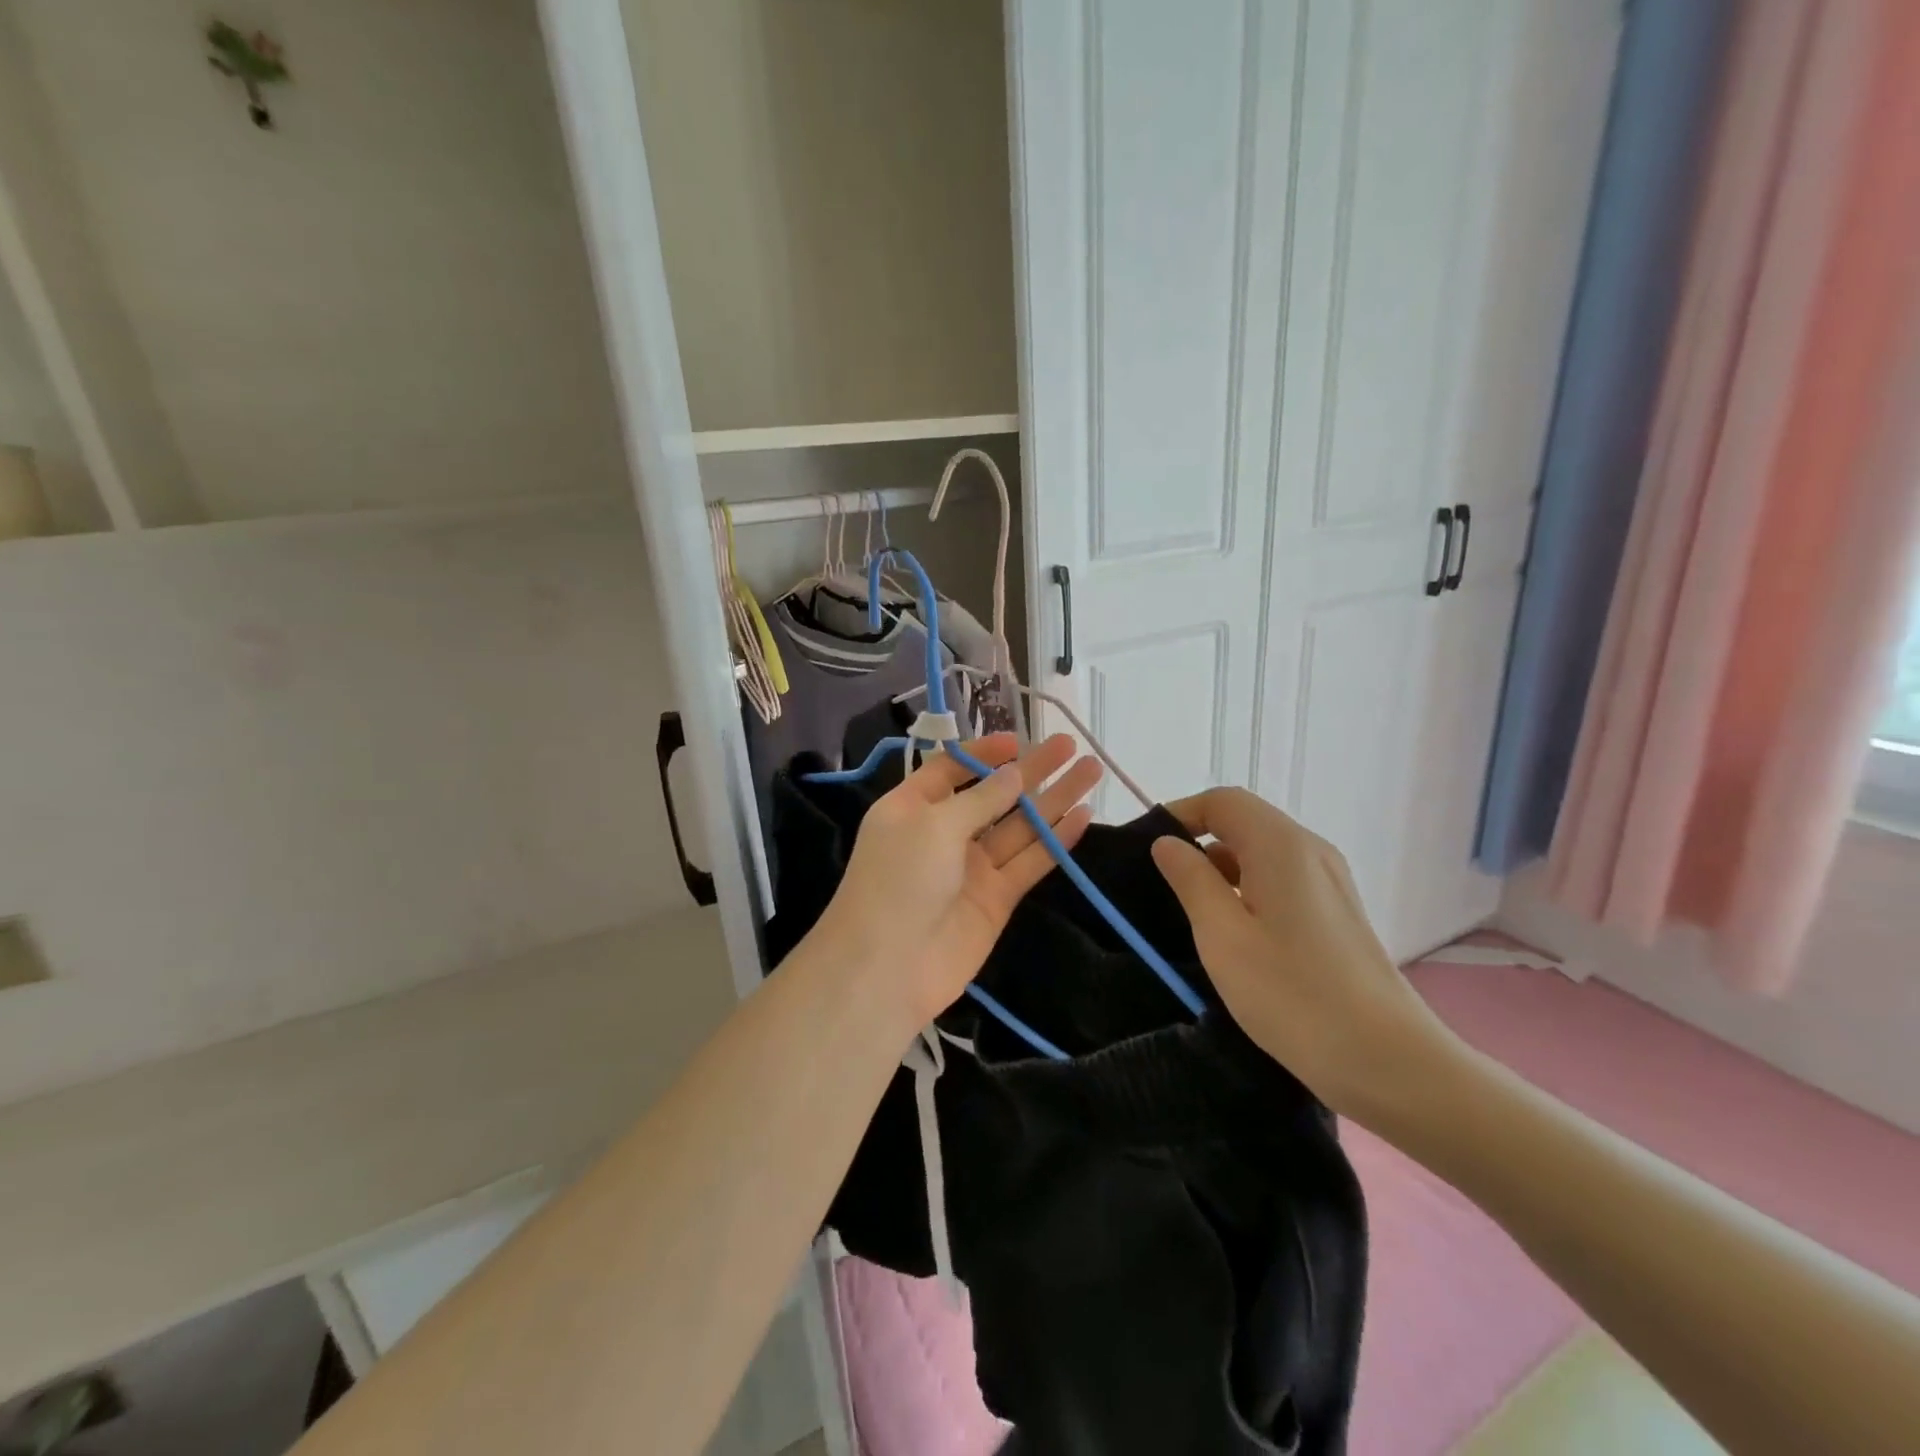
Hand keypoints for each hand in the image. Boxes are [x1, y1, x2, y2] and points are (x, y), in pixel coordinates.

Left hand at [821, 733, 1101, 1028]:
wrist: (889, 967)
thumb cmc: (899, 880)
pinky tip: (1083, 815)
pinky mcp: (997, 898)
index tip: (1018, 740)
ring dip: (1054, 800)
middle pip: (994, 795)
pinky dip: (1056, 841)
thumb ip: (980, 799)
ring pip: (1020, 827)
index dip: (983, 754)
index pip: (950, 769)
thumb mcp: (934, 825)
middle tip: (1068, 745)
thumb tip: (1015, 774)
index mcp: (912, 807)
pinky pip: (1030, 862)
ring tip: (1090, 770)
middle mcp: (943, 833)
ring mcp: (972, 867)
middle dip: (1030, 770)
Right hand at [1149, 787, 1462, 1122]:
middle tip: (1161, 881)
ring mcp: (1330, 881)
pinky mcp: (1337, 911)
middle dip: (1198, 841)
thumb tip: (1168, 843)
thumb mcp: (1222, 936)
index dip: (1180, 813)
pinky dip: (1248, 888)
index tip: (1146, 848)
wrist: (1388, 1062)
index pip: (1222, 801)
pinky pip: (1282, 879)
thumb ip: (1190, 880)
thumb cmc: (1293, 995)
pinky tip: (1234, 931)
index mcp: (1282, 845)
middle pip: (1244, 822)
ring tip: (1190, 910)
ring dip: (1222, 867)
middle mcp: (1311, 850)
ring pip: (1262, 852)